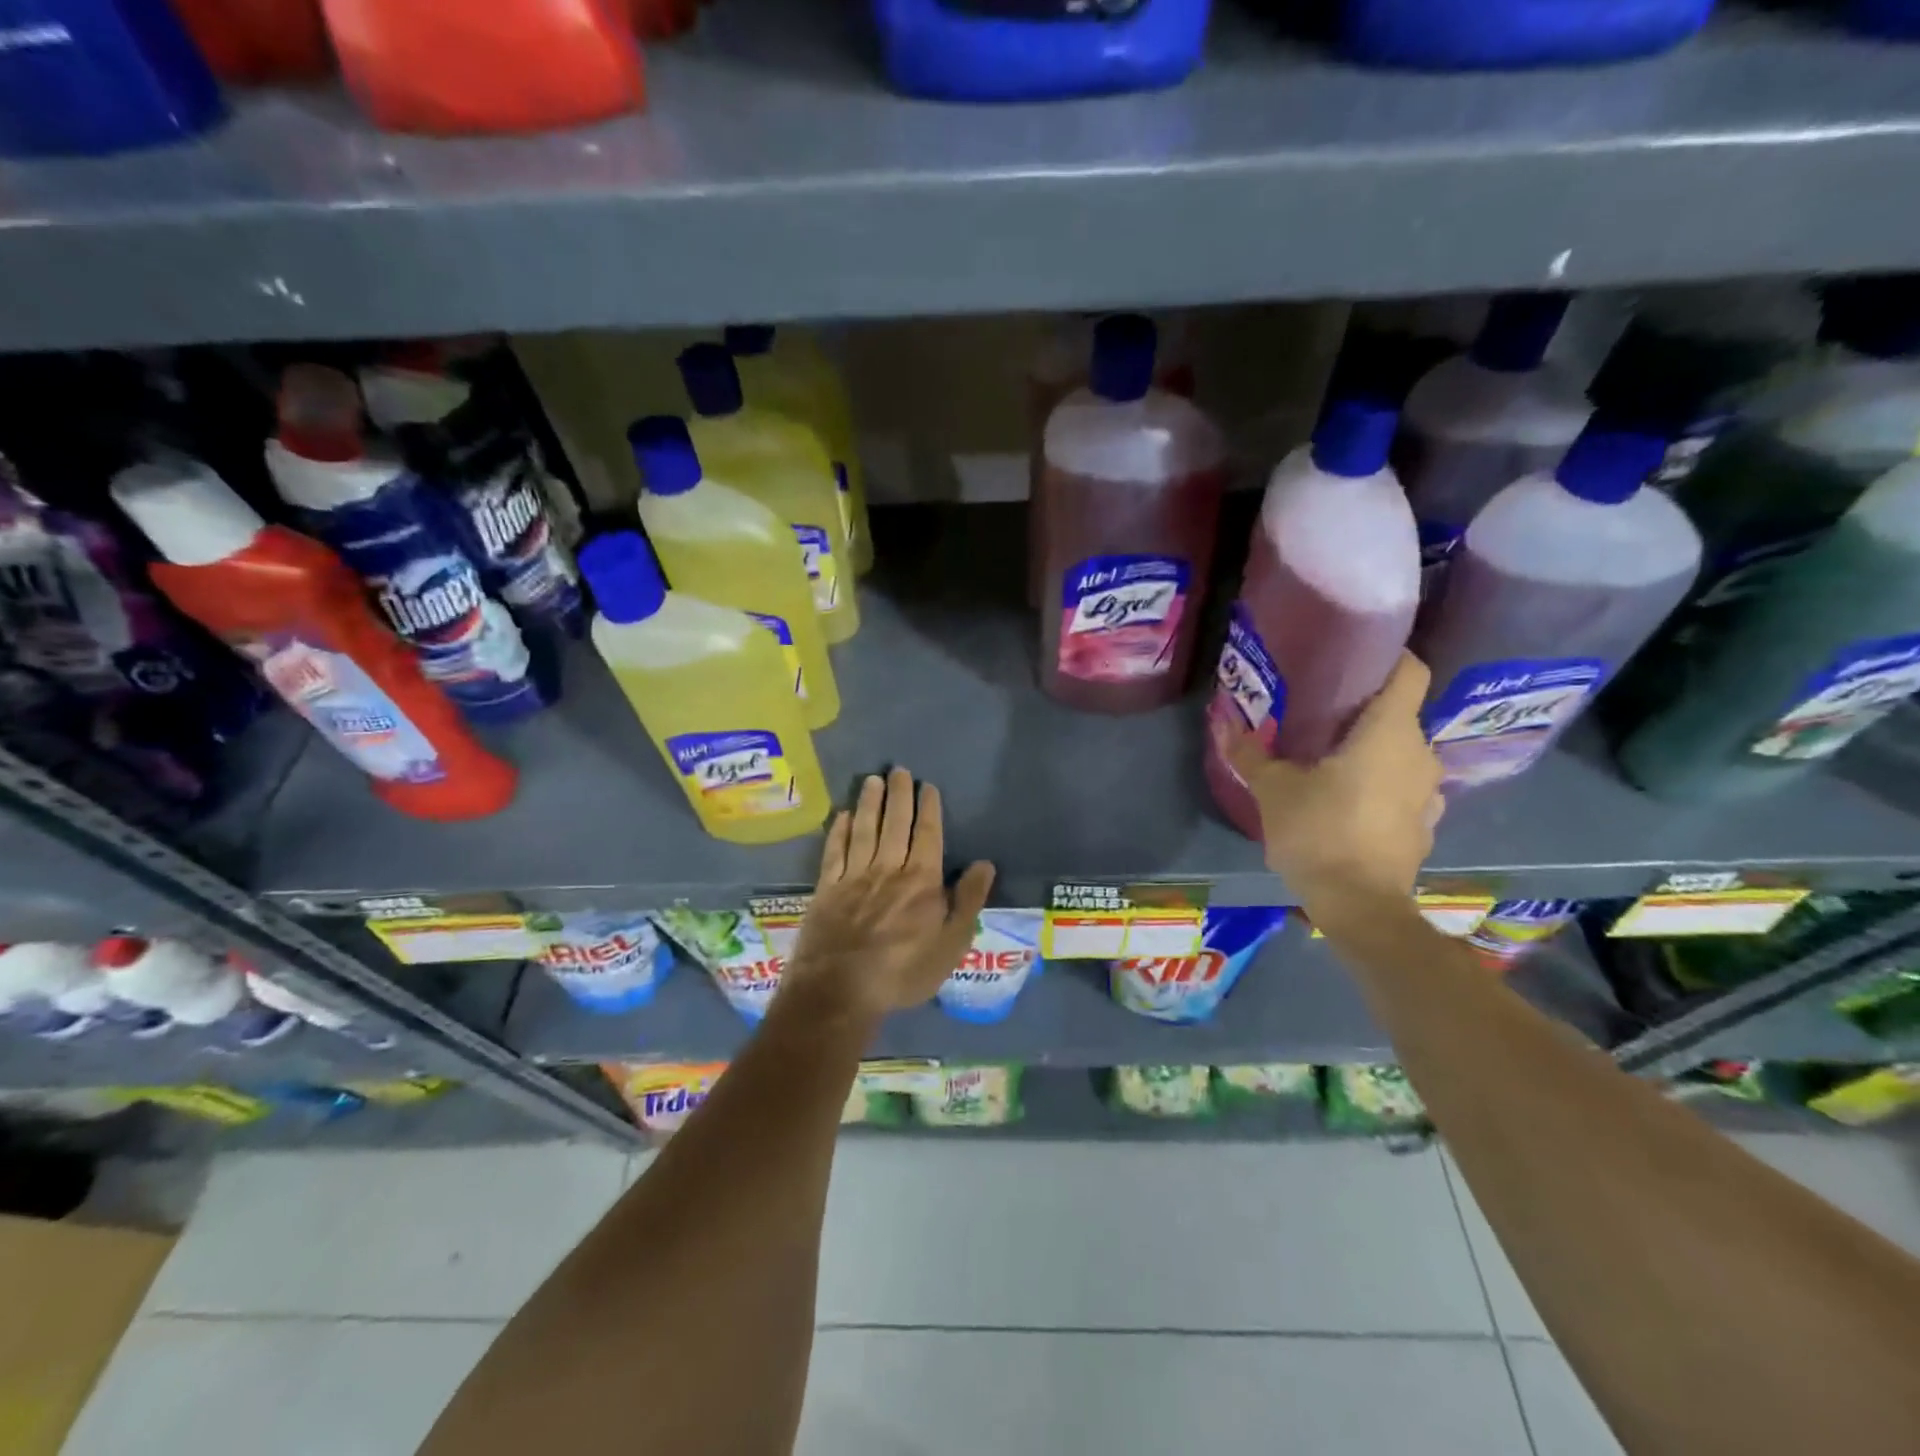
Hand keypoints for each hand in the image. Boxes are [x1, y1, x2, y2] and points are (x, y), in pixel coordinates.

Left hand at [780, 767, 995, 1023]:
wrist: (840, 990)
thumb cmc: (903, 972)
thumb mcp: (950, 945)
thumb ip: (968, 901)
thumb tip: (984, 864)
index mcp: (922, 880)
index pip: (928, 834)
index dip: (928, 808)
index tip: (928, 786)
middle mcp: (888, 868)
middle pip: (895, 823)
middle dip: (899, 795)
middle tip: (899, 770)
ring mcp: (854, 876)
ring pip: (864, 830)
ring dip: (869, 803)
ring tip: (873, 780)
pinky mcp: (827, 888)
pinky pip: (834, 851)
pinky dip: (839, 831)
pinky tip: (842, 816)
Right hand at [1223, 652, 1443, 925]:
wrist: (1360, 907)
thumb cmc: (1318, 833)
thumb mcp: (1273, 790)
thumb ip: (1250, 753)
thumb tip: (1222, 721)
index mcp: (1389, 732)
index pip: (1410, 672)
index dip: (1389, 657)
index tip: (1355, 658)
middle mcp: (1420, 754)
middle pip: (1400, 714)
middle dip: (1365, 710)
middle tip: (1321, 714)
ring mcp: (1429, 792)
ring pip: (1403, 753)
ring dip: (1374, 751)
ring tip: (1333, 758)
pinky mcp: (1426, 824)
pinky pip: (1405, 787)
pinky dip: (1383, 784)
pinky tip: (1351, 800)